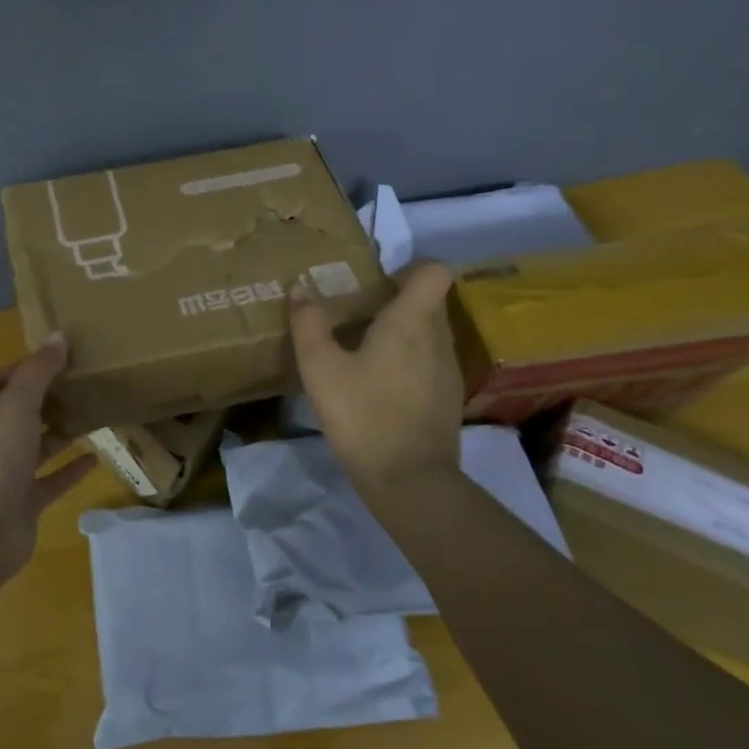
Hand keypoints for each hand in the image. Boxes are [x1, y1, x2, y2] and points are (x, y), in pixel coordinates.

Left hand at [0, 335, 96, 579]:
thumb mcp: (16, 403)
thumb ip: (38, 371)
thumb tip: (57, 335)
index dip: (20, 369)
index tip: (54, 359)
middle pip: (17, 415)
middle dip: (44, 401)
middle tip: (81, 385)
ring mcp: (5, 477)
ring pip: (35, 449)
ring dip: (59, 434)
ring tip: (92, 416)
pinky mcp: (23, 506)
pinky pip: (50, 483)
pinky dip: (70, 471)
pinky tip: (95, 458)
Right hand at [290, 260, 463, 498]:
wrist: (409, 481)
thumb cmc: (362, 415)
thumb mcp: (320, 368)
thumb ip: (308, 324)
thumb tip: (301, 288)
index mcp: (412, 321)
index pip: (434, 270)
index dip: (409, 267)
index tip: (375, 283)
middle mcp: (439, 338)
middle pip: (427, 300)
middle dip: (394, 299)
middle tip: (354, 315)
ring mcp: (447, 369)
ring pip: (428, 332)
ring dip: (399, 332)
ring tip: (360, 350)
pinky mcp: (447, 397)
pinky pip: (429, 360)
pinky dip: (406, 360)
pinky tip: (376, 385)